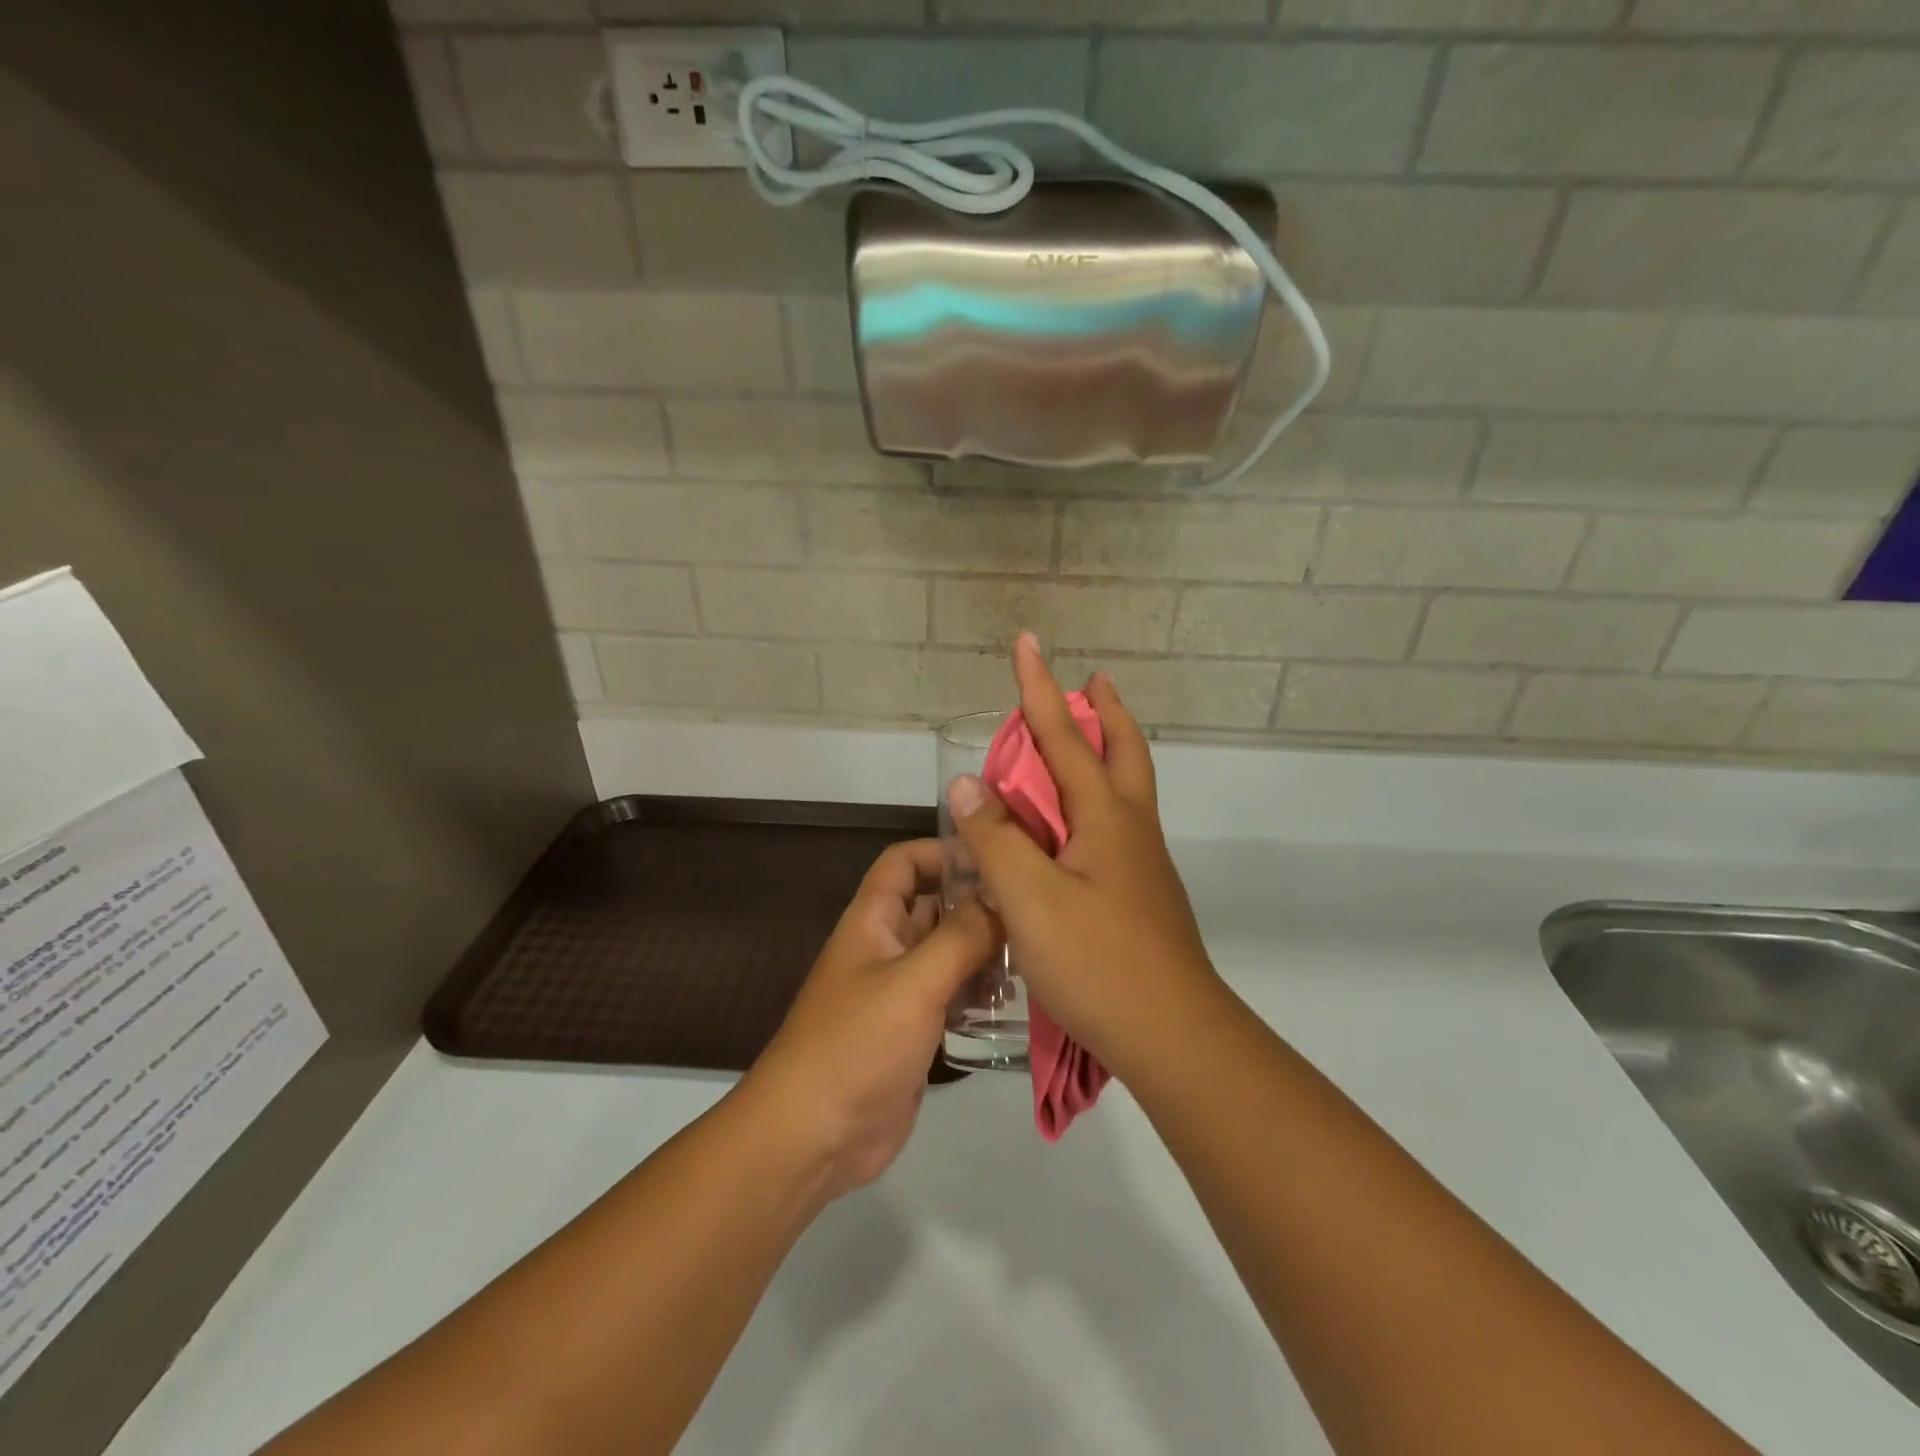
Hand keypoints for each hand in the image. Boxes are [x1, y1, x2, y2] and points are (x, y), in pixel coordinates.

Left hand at [742, 840, 999, 1202]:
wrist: (812, 1137)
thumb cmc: (857, 1044)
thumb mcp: (914, 983)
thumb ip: (961, 937)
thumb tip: (1001, 896)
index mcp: (873, 921)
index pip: (905, 861)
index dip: (943, 851)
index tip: (995, 859)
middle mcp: (886, 947)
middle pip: (934, 906)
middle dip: (977, 903)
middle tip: (1033, 910)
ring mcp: (900, 990)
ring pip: (947, 951)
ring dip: (984, 950)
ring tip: (1034, 955)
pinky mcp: (913, 1030)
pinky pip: (951, 994)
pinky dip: (978, 991)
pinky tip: (1014, 1000)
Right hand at [948, 634, 1222, 1080]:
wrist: (1173, 1036)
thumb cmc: (1098, 961)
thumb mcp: (1030, 898)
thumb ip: (996, 840)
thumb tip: (968, 785)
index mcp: (1106, 818)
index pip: (1064, 738)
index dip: (1039, 688)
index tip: (1028, 642)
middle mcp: (1132, 829)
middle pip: (1124, 752)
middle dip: (1105, 712)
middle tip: (1094, 682)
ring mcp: (1142, 864)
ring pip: (1126, 790)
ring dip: (1107, 753)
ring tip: (1082, 742)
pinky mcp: (1141, 896)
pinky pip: (1117, 827)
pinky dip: (1097, 801)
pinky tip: (1076, 828)